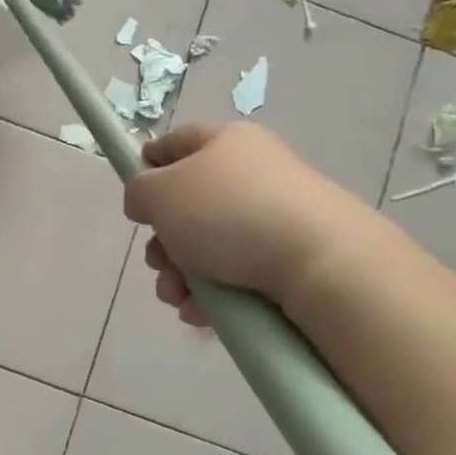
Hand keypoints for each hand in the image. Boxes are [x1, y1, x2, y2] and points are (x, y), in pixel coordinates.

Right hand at [123, 122, 370, 325]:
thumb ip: (138, 190)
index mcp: (225, 142)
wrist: (321, 263)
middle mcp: (252, 173)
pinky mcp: (290, 257)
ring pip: (207, 246)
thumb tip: (147, 201)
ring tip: (178, 298)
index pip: (175, 142)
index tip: (134, 199)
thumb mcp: (158, 192)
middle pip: (187, 205)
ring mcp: (274, 216)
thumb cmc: (227, 213)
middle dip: (162, 242)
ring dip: (180, 275)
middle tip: (157, 264)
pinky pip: (235, 273)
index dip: (147, 166)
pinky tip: (202, 312)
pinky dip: (212, 293)